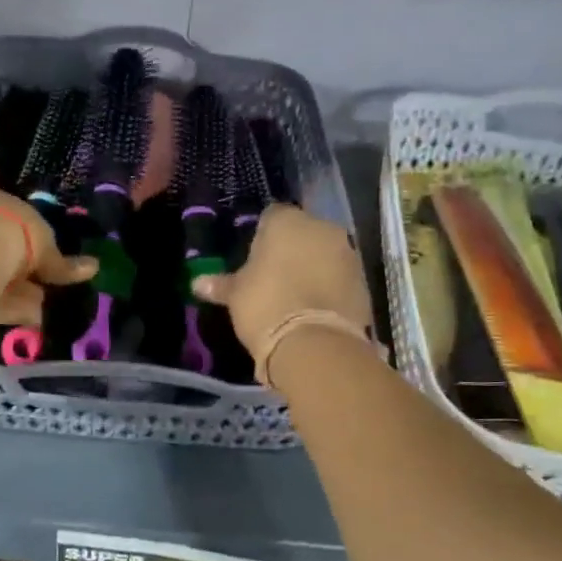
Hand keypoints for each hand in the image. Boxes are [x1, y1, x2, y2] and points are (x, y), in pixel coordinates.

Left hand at [0, 173, 96, 326]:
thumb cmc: (6, 231)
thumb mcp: (43, 243)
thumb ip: (62, 261)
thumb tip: (92, 267)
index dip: (15, 225)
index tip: (33, 247)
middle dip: (8, 261)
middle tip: (35, 282)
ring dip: (3, 286)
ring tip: (34, 307)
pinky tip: (16, 317)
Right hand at [192, 205, 372, 359]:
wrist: (314, 344)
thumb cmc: (265, 306)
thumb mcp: (236, 295)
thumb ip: (221, 284)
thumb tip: (197, 282)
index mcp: (287, 222)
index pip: (272, 216)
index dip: (262, 236)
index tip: (255, 258)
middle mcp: (322, 228)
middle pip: (304, 233)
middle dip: (292, 249)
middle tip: (275, 276)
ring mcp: (348, 254)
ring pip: (325, 254)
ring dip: (314, 267)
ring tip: (297, 295)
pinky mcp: (364, 282)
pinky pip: (340, 277)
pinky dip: (330, 287)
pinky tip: (316, 309)